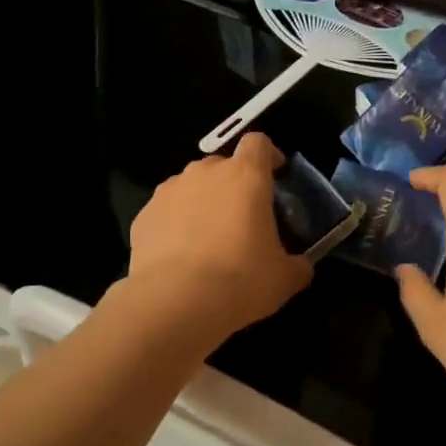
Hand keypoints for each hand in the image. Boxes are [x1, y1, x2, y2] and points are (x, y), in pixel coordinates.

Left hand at [124, 133, 312, 347]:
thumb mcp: (284, 278)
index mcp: (246, 176)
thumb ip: (297, 264)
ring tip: (208, 240)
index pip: (258, 143)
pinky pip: (167, 212)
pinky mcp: (144, 214)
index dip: (268, 155)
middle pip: (223, 166)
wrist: (175, 302)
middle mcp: (206, 173)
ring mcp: (170, 191)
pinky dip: (175, 225)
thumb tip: (300, 266)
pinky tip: (180, 257)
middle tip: (243, 220)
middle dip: (234, 186)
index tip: (275, 175)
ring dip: (203, 204)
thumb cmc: (240, 280)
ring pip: (192, 187)